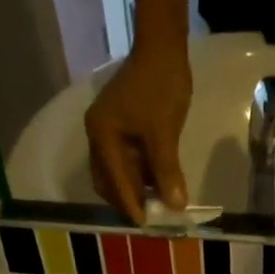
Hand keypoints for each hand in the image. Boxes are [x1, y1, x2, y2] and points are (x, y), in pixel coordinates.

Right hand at [84, 41, 191, 222]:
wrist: (163, 48)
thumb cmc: (161, 87)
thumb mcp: (164, 133)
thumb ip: (167, 171)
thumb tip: (176, 206)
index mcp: (102, 135)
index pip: (114, 180)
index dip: (131, 204)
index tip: (146, 225)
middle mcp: (99, 135)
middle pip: (109, 180)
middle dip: (128, 200)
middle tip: (152, 217)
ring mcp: (109, 131)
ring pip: (118, 172)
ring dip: (136, 188)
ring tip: (158, 205)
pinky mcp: (123, 127)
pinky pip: (128, 160)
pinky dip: (141, 174)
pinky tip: (159, 185)